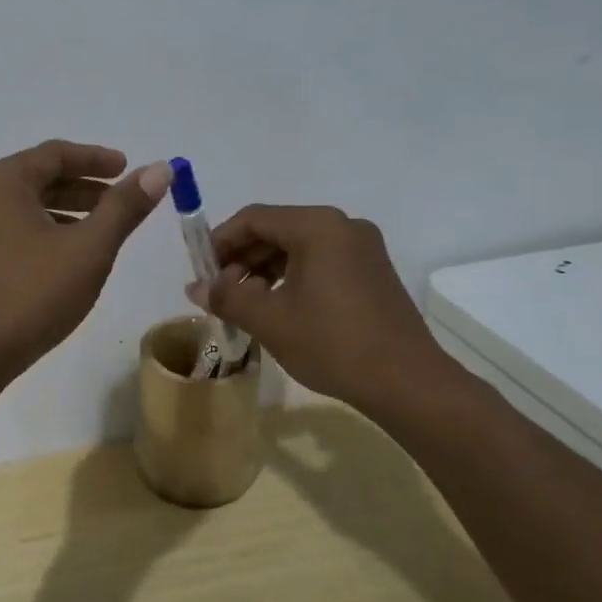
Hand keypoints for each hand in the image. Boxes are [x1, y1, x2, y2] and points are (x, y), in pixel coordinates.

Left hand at [0, 141, 171, 379]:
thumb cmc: (29, 294)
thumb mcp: (88, 249)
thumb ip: (124, 207)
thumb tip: (160, 169)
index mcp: (1, 181)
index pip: (55, 154)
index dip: (97, 159)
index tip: (128, 169)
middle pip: (39, 179)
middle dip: (84, 188)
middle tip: (120, 202)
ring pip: (26, 209)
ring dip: (66, 214)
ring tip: (101, 234)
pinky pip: (12, 234)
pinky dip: (44, 236)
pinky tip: (66, 262)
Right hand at [187, 205, 477, 420]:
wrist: (407, 382)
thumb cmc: (332, 343)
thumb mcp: (269, 320)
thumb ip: (226, 297)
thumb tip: (194, 287)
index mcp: (317, 226)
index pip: (253, 218)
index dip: (220, 241)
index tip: (200, 270)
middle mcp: (342, 226)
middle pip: (276, 229)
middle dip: (242, 258)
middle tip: (219, 290)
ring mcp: (363, 247)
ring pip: (298, 247)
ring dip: (264, 269)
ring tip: (244, 303)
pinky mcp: (372, 271)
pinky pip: (320, 261)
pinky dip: (292, 277)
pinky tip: (278, 306)